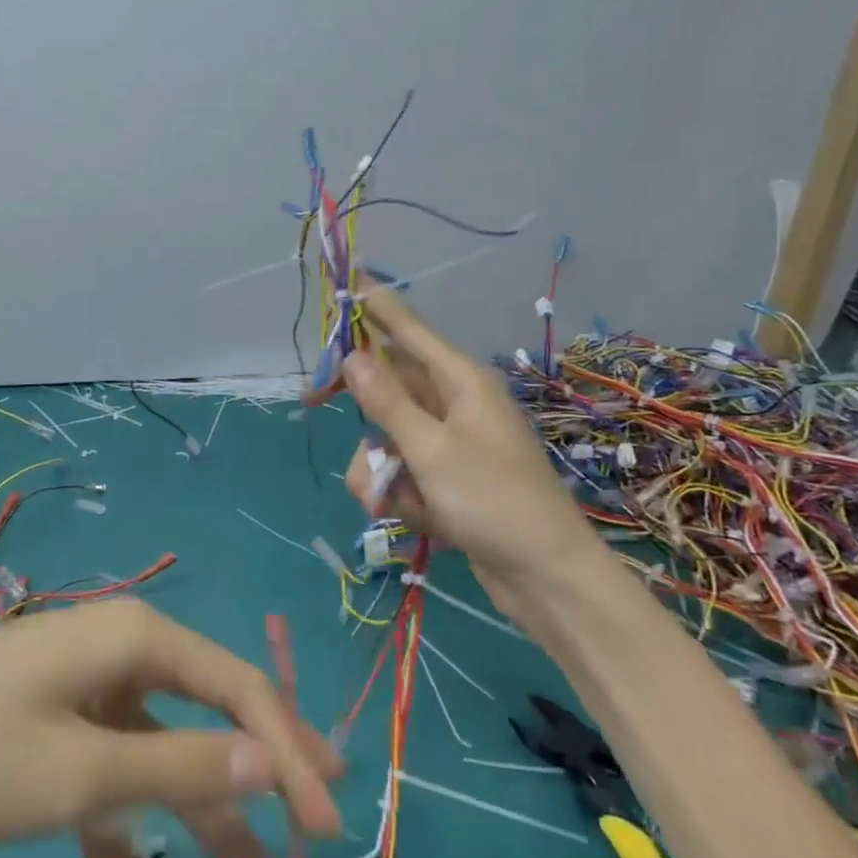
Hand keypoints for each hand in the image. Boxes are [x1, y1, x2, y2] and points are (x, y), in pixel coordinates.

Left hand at [0, 599, 342, 857]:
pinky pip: (109, 792)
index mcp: (138, 639)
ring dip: (200, 827)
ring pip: (162, 761)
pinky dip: (129, 854)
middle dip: (259, 776)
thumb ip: (182, 766)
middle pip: (209, 715)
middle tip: (315, 828)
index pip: (240, 688)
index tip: (326, 823)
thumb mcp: (83, 771)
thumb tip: (274, 758)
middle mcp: (121, 655)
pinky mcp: (56, 738)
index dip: (289, 751)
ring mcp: (87, 697)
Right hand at [305, 286, 584, 588]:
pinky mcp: (444, 478)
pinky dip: (398, 492)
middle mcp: (453, 403)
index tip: (349, 280)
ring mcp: (448, 443)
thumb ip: (388, 402)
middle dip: (359, 406)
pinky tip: (412, 517)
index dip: (377, 306)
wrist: (545, 577)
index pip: (409, 330)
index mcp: (460, 381)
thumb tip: (353, 355)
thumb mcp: (431, 450)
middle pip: (388, 384)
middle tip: (312, 401)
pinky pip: (402, 470)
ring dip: (378, 467)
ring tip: (389, 500)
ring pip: (386, 434)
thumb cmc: (493, 501)